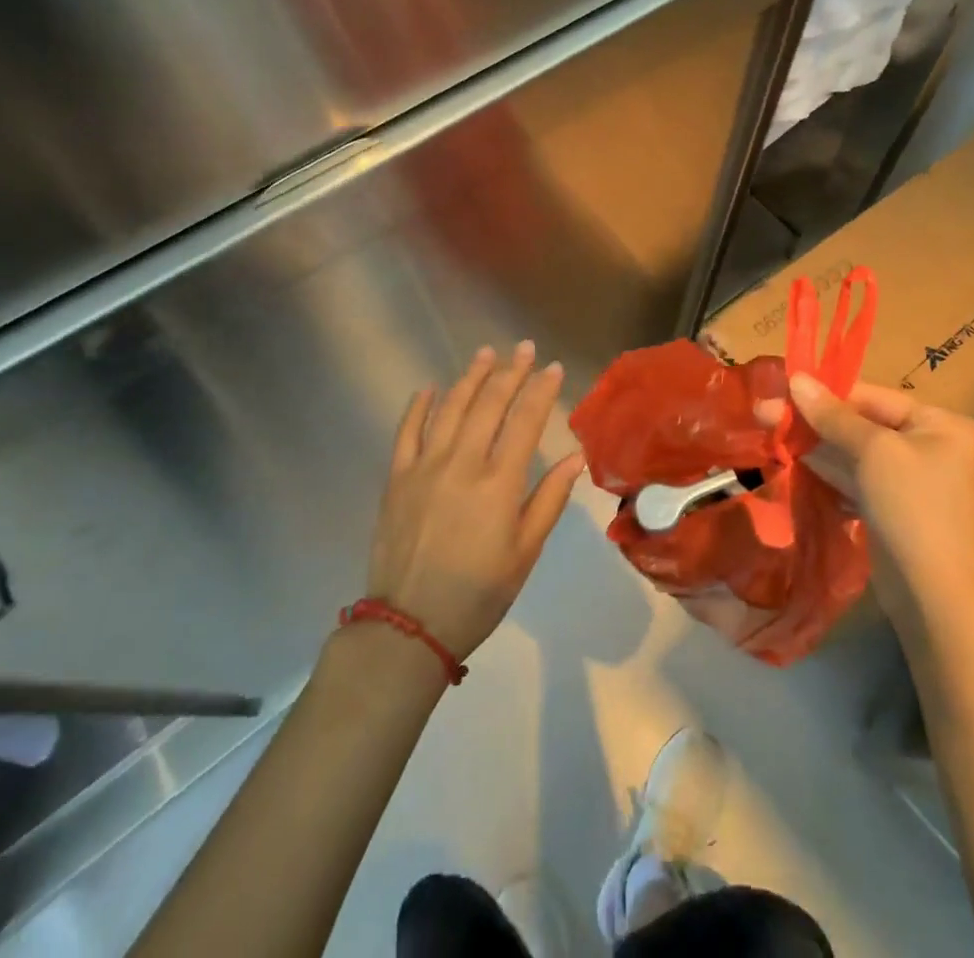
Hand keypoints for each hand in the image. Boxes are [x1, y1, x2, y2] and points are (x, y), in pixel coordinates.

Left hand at [366, 342, 585, 661]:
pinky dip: (418, 406)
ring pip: (450, 408)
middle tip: (523, 347)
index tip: (553, 367)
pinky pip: (407, 432)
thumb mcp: (525, 553)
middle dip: (510, 372)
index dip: (541, 390)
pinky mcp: (397, 478)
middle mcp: (462, 463)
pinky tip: (429, 387)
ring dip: (470, 378)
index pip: (525, 422)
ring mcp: (425, 467)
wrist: (409, 625)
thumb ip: (550, 500)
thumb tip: (576, 457)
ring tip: (486, 354)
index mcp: (499, 483)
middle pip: (489, 405)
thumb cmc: (478, 593)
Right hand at [759, 374, 973, 609]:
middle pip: (860, 422)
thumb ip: (832, 414)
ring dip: (813, 443)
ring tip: (768, 430)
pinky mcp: (888, 504)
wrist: (931, 592)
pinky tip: (790, 458)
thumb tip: (796, 379)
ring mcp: (907, 477)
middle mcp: (927, 444)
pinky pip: (853, 476)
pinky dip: (825, 469)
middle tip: (764, 411)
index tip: (783, 387)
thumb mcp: (872, 451)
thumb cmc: (910, 506)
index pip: (872, 396)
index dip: (826, 392)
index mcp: (938, 423)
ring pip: (852, 450)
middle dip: (813, 419)